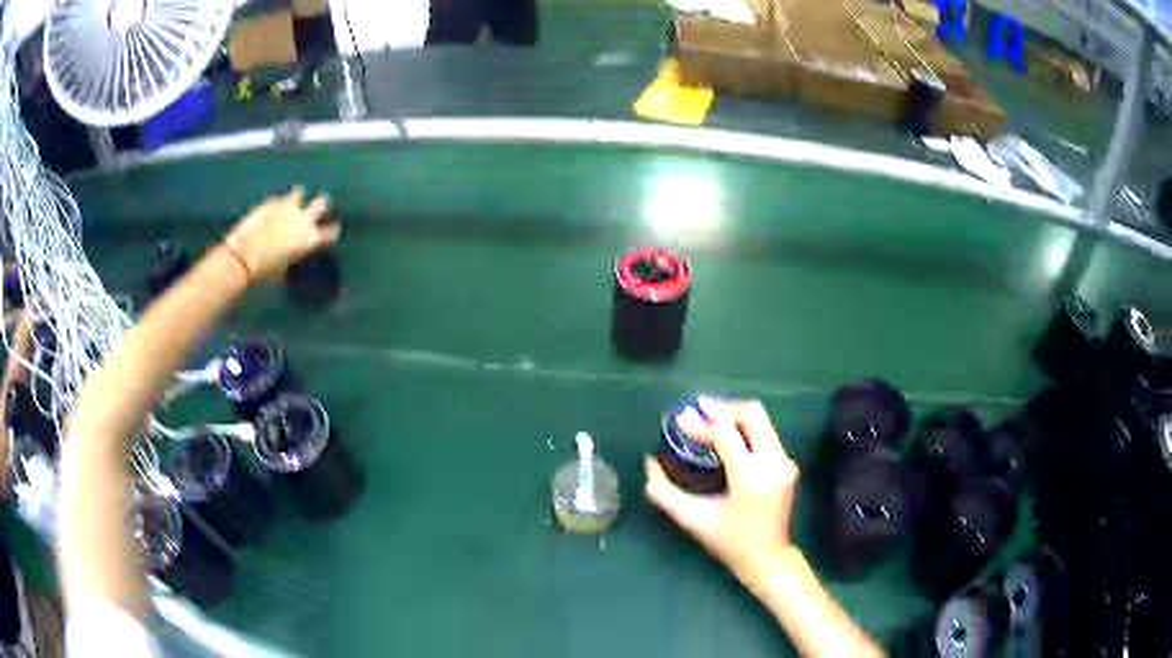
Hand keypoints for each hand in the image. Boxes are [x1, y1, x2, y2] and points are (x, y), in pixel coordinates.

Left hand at [224, 188, 338, 281]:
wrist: (243, 258)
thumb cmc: (265, 273)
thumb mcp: (285, 270)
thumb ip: (294, 255)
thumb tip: (294, 251)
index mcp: (311, 240)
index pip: (331, 232)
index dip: (333, 231)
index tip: (334, 229)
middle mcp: (304, 219)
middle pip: (321, 203)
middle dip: (322, 204)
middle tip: (321, 204)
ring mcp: (287, 207)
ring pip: (299, 193)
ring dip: (298, 196)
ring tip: (296, 197)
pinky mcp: (270, 202)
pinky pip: (278, 198)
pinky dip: (277, 202)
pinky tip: (273, 206)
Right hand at [645, 398, 799, 586]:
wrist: (768, 558)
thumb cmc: (728, 541)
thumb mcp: (692, 518)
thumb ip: (665, 492)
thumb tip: (649, 462)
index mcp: (750, 478)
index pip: (726, 433)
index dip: (701, 423)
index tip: (678, 419)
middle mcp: (773, 463)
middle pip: (752, 414)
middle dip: (722, 407)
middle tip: (696, 408)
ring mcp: (785, 461)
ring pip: (761, 419)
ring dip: (733, 415)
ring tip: (706, 418)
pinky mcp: (787, 463)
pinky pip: (765, 432)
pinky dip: (743, 427)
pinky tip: (725, 434)